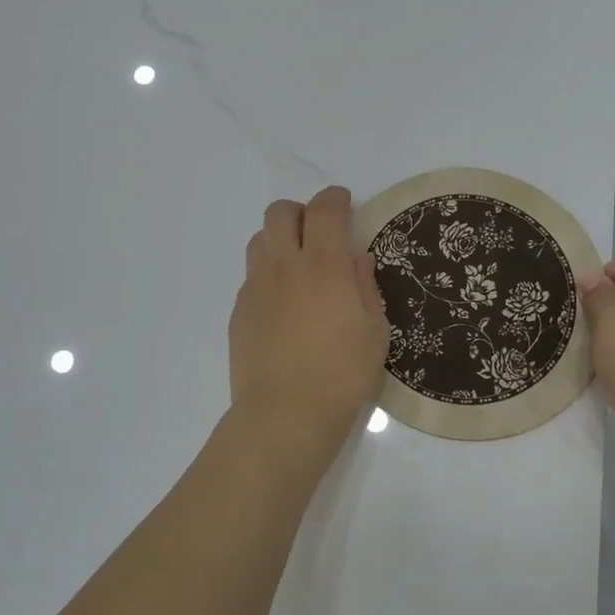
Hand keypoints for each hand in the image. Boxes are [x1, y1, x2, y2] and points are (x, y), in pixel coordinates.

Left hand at [229, 186, 390, 461]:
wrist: (284, 416)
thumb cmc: (341, 375)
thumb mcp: (374, 331)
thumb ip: (365, 285)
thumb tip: (356, 257)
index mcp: (322, 265)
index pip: (324, 209)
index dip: (335, 198)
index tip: (344, 203)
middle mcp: (283, 266)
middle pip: (280, 212)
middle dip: (301, 212)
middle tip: (319, 234)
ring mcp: (255, 287)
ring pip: (260, 239)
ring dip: (280, 240)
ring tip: (298, 267)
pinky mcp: (239, 311)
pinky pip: (252, 276)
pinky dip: (269, 275)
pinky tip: (284, 306)